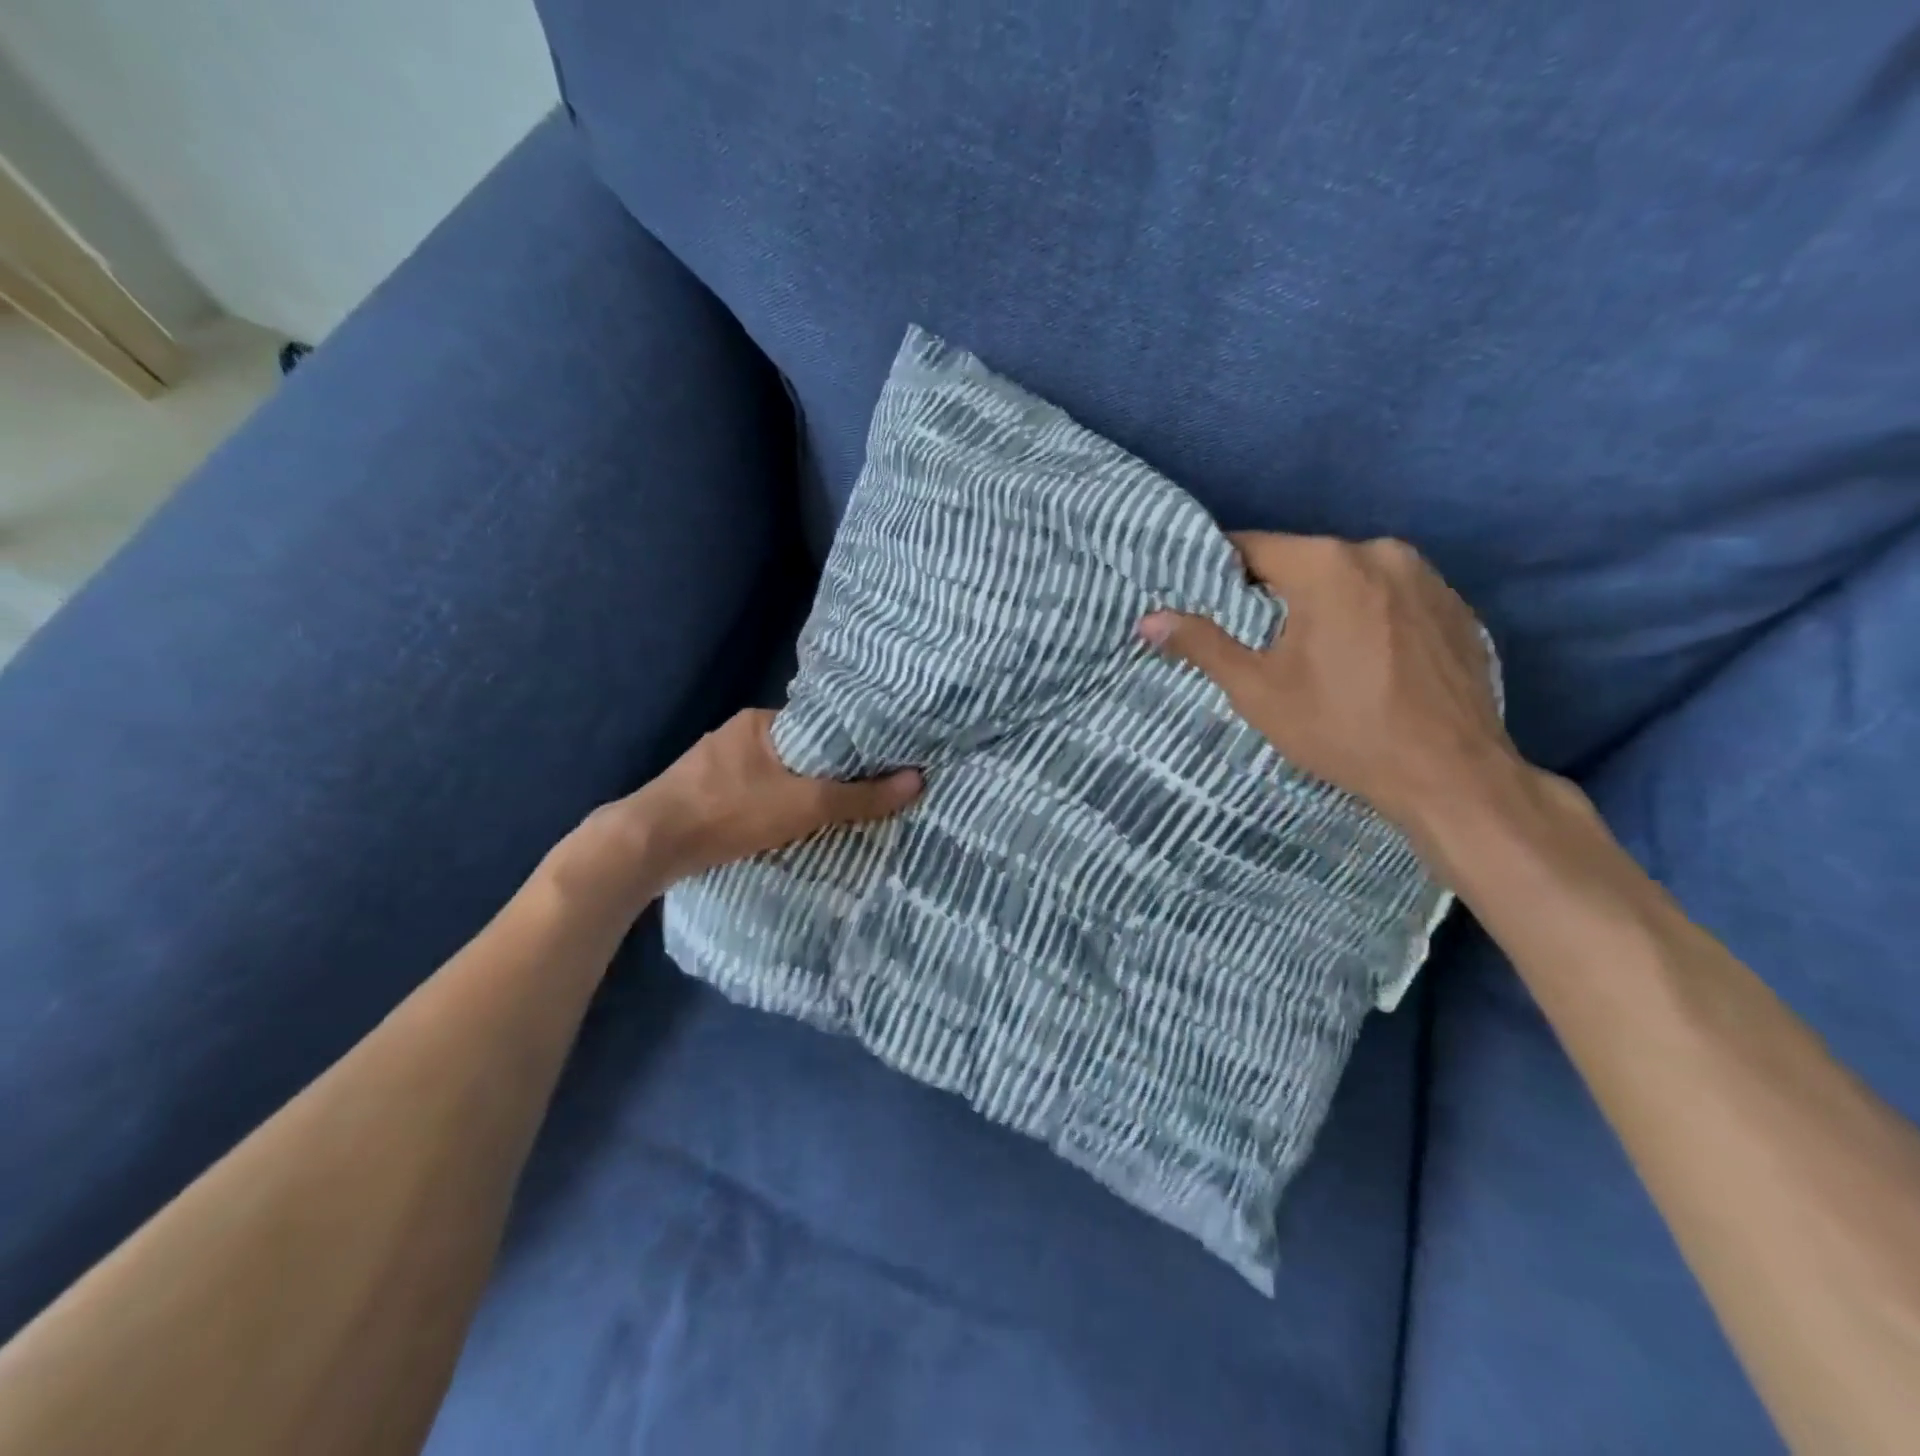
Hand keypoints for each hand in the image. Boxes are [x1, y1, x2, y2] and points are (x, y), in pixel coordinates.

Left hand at [549, 709, 921, 918]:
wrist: (649, 845)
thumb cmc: (731, 811)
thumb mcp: (806, 804)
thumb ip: (861, 796)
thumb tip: (918, 780)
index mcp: (760, 721)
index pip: (820, 726)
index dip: (850, 745)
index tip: (879, 765)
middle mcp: (737, 735)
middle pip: (798, 752)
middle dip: (825, 774)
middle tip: (862, 796)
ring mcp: (714, 766)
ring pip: (774, 777)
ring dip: (797, 794)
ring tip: (832, 816)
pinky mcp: (701, 795)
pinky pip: (751, 796)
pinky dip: (771, 810)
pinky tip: (785, 830)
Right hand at [1139, 533, 1520, 847]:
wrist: (1450, 774)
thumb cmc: (1341, 729)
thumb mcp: (1258, 690)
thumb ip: (1203, 644)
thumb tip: (1149, 620)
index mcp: (1327, 564)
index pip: (1252, 547)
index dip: (1220, 573)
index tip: (1203, 601)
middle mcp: (1381, 553)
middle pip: (1304, 561)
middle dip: (1274, 593)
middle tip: (1254, 639)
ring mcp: (1428, 577)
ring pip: (1350, 578)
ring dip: (1323, 604)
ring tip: (1311, 654)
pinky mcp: (1457, 607)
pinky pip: (1391, 598)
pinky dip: (1367, 617)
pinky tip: (1365, 662)